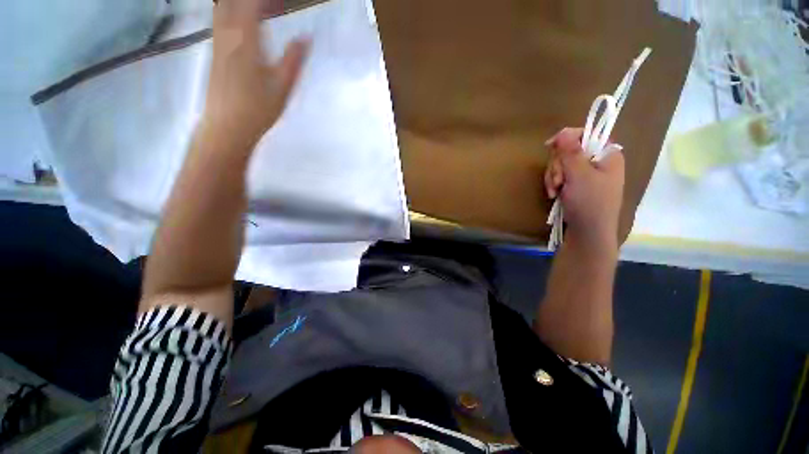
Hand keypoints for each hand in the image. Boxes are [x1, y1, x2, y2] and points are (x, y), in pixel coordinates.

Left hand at [203, 0, 309, 149]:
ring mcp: (217, 43)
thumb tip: (307, 37)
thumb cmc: (258, 109)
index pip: (250, 4)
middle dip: (250, 1)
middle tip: (272, 4)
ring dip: (239, 5)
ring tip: (260, 9)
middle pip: (231, 2)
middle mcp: (226, 35)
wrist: (227, 127)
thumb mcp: (283, 86)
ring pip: (222, 9)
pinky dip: (232, 13)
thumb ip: (294, 59)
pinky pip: (220, 21)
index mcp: (244, 40)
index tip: (281, 0)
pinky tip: (245, 22)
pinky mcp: (214, 53)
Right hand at [544, 128, 624, 250]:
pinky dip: (554, 184)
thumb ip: (571, 152)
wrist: (588, 233)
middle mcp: (598, 162)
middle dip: (558, 165)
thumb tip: (563, 131)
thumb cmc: (589, 203)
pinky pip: (561, 177)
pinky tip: (554, 195)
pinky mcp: (577, 186)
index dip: (567, 137)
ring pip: (562, 165)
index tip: (549, 146)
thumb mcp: (579, 175)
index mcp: (607, 154)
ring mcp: (587, 175)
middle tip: (558, 181)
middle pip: (570, 150)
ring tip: (554, 191)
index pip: (587, 134)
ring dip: (553, 177)